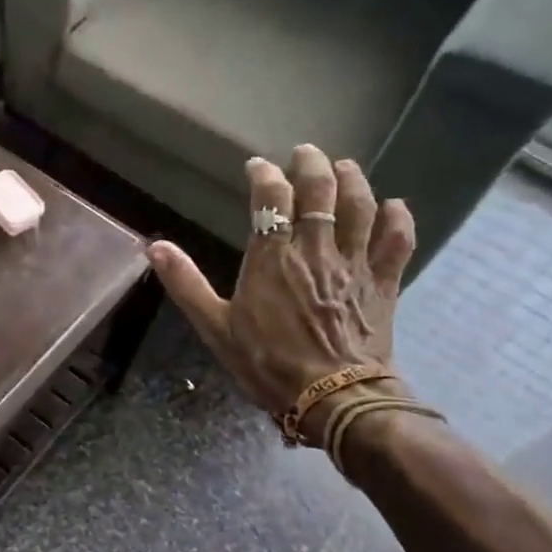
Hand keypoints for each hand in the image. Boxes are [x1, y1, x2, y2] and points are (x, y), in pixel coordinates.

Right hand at [148, 145, 414, 438]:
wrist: (332, 398)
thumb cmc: (267, 363)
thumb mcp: (215, 327)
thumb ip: (185, 283)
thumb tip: (154, 247)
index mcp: (272, 257)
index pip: (271, 198)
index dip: (265, 175)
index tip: (257, 167)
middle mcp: (315, 249)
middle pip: (319, 190)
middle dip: (312, 164)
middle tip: (305, 153)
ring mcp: (354, 263)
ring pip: (360, 206)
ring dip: (353, 180)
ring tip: (345, 167)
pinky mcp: (383, 282)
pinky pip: (396, 240)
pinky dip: (397, 218)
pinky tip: (394, 206)